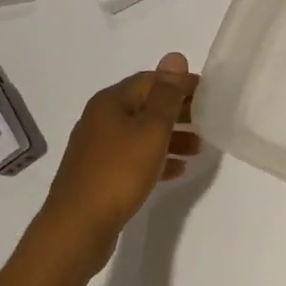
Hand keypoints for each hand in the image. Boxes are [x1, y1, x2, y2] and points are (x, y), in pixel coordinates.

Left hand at [39, 53, 200, 265]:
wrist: (77, 228)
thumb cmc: (118, 172)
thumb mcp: (151, 130)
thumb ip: (167, 94)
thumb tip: (175, 56)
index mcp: (110, 101)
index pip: (151, 80)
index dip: (180, 84)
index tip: (208, 94)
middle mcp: (101, 119)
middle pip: (146, 106)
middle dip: (178, 111)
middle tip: (207, 120)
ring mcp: (98, 148)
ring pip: (141, 133)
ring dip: (171, 136)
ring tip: (199, 148)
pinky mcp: (100, 174)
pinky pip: (134, 157)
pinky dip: (156, 158)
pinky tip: (177, 170)